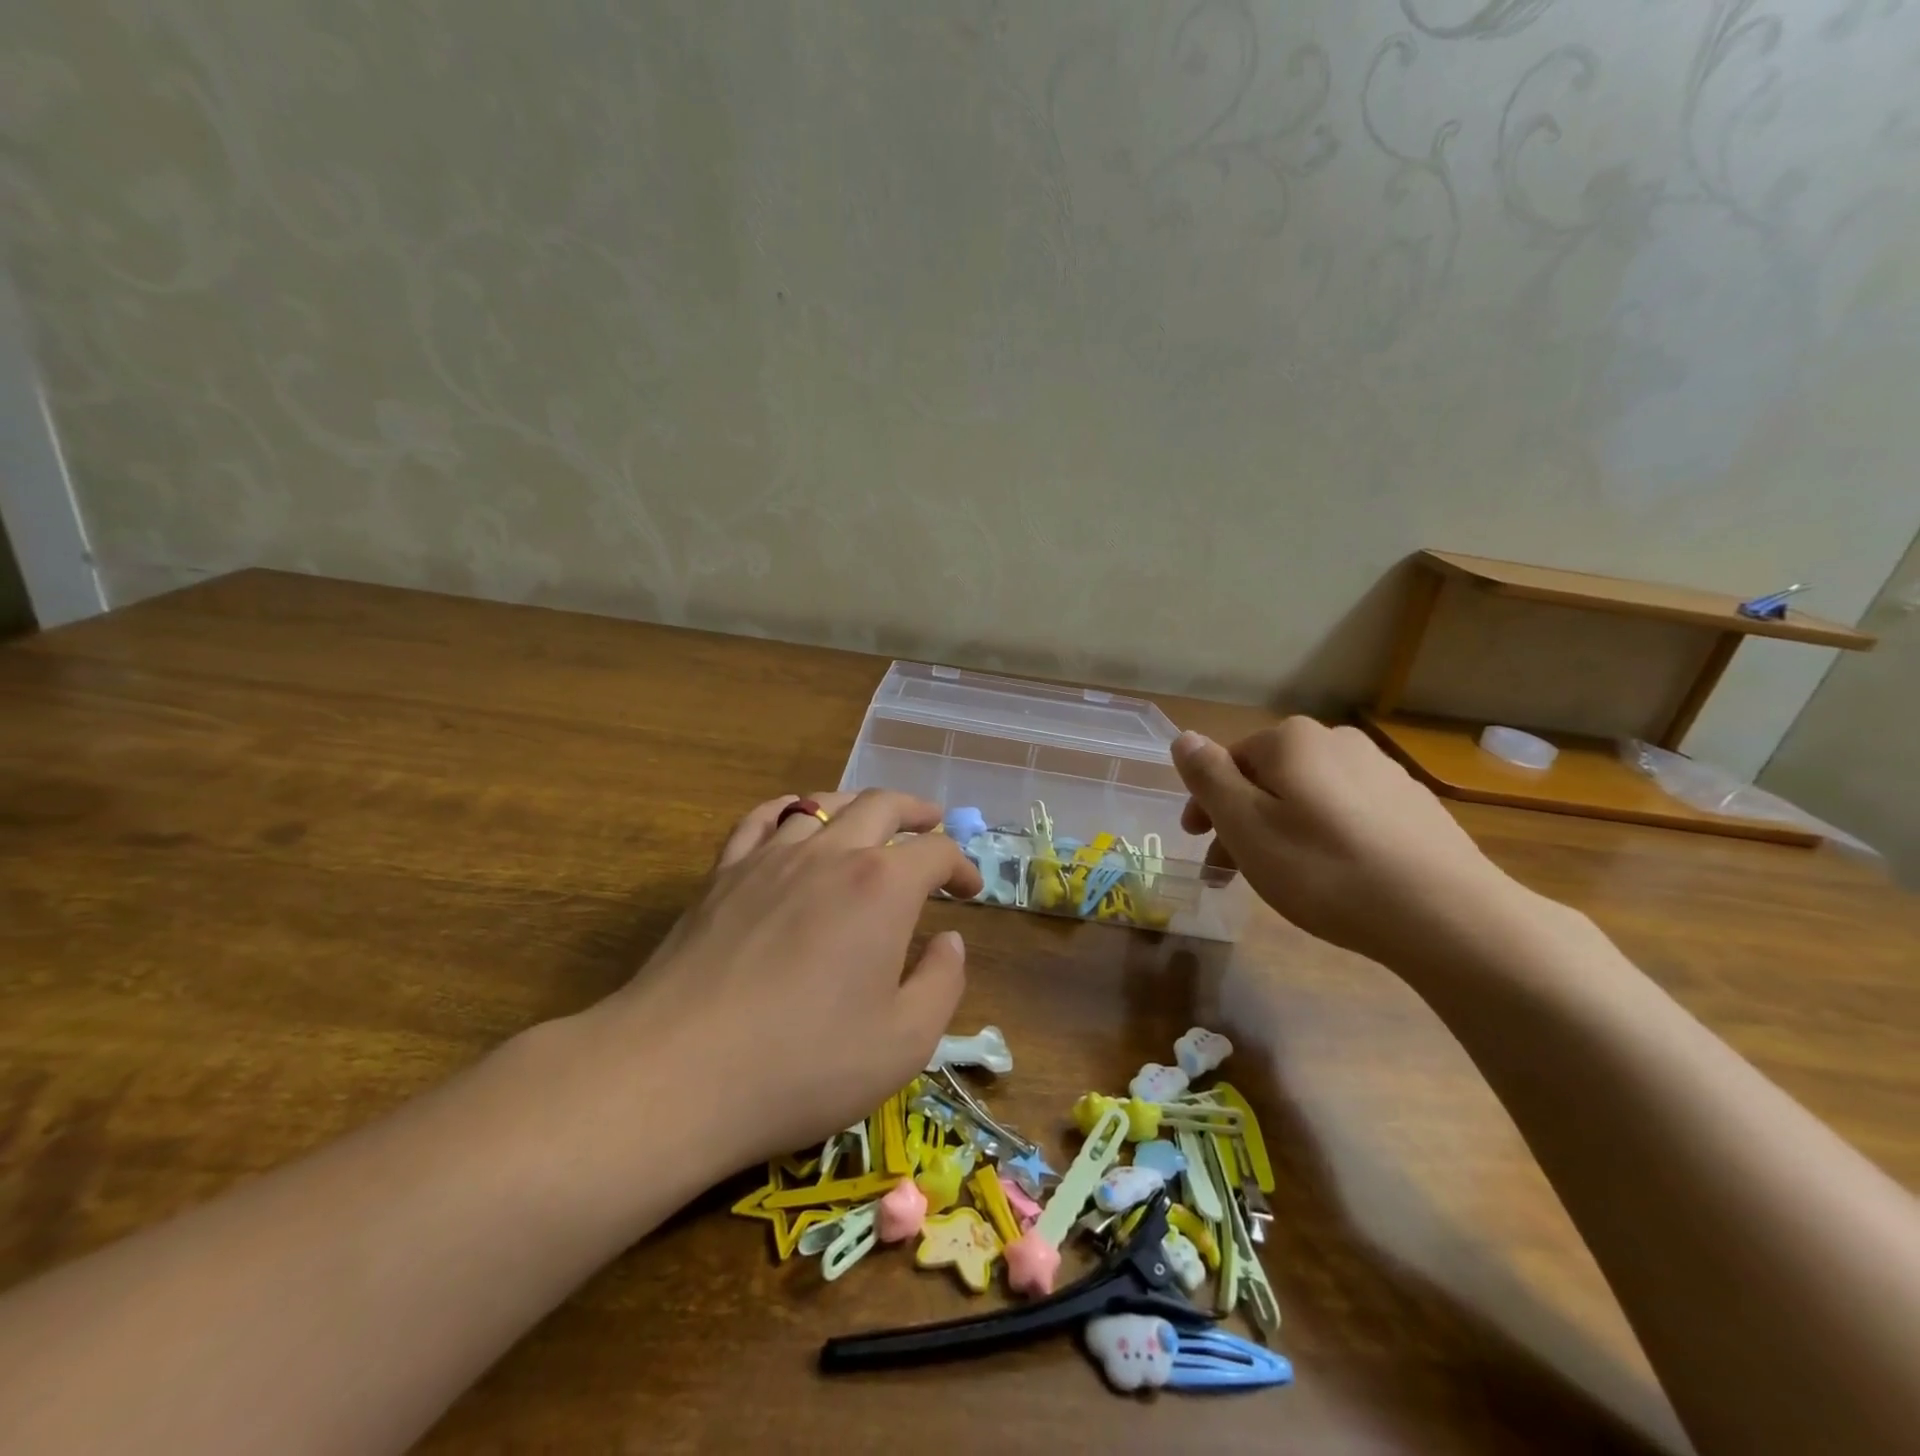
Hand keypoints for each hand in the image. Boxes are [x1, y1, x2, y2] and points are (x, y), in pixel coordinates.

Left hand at [593, 790, 982, 1169]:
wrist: (676, 1073)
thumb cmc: (803, 1064)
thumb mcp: (904, 1043)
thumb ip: (941, 983)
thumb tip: (950, 940)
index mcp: (882, 887)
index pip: (936, 852)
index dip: (961, 865)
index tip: (969, 890)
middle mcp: (830, 854)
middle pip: (882, 806)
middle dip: (917, 811)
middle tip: (932, 824)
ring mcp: (770, 857)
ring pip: (823, 804)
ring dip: (858, 806)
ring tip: (871, 820)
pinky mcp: (723, 874)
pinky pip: (761, 819)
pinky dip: (789, 809)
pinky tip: (794, 819)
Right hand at [1172, 720, 1528, 969]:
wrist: (1447, 916)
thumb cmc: (1324, 869)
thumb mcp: (1245, 825)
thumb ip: (1208, 777)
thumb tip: (1184, 737)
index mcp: (1292, 739)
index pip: (1229, 761)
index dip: (1207, 802)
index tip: (1198, 843)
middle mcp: (1338, 741)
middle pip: (1269, 778)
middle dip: (1243, 820)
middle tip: (1230, 872)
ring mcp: (1383, 772)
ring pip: (1308, 798)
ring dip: (1282, 830)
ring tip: (1282, 879)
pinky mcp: (1414, 808)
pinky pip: (1348, 815)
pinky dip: (1325, 839)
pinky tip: (1335, 877)